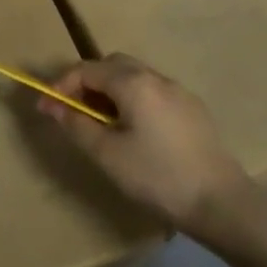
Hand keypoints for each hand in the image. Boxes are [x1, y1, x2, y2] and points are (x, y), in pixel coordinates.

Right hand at [36, 54, 254, 235]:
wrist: (219, 201)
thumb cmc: (157, 176)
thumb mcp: (108, 154)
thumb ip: (77, 125)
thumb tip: (52, 105)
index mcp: (133, 83)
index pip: (87, 70)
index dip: (62, 85)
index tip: (46, 108)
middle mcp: (156, 77)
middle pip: (112, 65)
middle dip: (87, 82)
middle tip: (74, 112)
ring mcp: (178, 91)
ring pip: (135, 77)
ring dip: (111, 91)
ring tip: (100, 124)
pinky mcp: (192, 109)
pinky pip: (153, 92)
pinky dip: (133, 100)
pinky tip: (134, 131)